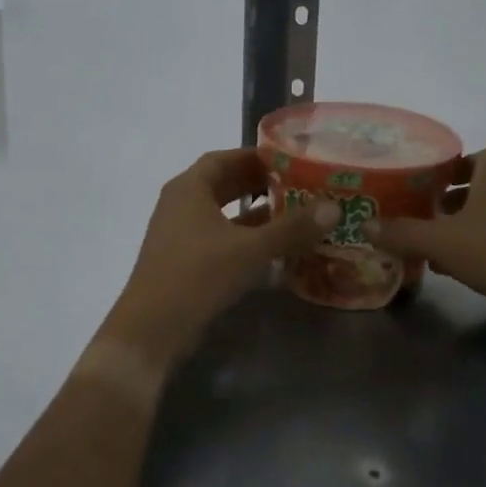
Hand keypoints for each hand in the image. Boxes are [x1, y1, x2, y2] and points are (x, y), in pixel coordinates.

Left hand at [100, 148, 334, 368]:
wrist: (151, 329)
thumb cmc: (197, 275)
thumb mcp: (249, 249)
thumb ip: (291, 227)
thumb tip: (334, 207)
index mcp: (189, 189)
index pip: (224, 158)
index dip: (255, 156)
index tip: (289, 159)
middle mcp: (180, 204)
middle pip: (223, 184)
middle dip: (259, 183)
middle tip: (297, 184)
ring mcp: (179, 234)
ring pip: (222, 213)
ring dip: (253, 211)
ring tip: (292, 212)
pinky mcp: (184, 261)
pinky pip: (219, 236)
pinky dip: (244, 236)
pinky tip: (272, 245)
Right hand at [364, 148, 485, 315]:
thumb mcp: (440, 242)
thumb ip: (402, 233)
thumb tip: (366, 225)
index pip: (470, 158)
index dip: (447, 170)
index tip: (424, 189)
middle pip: (481, 185)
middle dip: (453, 201)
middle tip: (425, 218)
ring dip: (468, 225)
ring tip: (438, 247)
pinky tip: (465, 268)